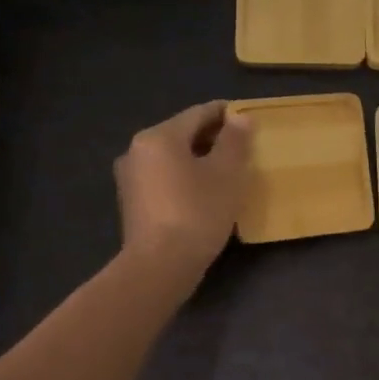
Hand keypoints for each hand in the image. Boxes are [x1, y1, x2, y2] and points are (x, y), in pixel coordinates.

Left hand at [115, 101, 253, 272]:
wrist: (160, 266)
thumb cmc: (197, 212)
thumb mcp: (227, 174)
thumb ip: (235, 141)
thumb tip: (240, 118)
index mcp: (159, 136)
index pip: (198, 113)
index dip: (226, 114)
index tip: (248, 118)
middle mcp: (137, 150)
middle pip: (182, 134)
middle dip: (212, 138)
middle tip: (242, 148)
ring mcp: (130, 178)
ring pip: (172, 159)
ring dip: (198, 160)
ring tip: (226, 172)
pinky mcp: (132, 204)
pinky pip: (164, 179)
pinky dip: (185, 179)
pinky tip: (204, 194)